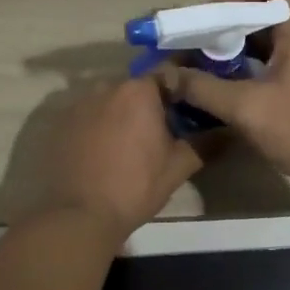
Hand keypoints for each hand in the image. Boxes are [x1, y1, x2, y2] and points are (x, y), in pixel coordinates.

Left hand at [34, 76, 200, 239]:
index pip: (168, 74)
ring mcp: (78, 103)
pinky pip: (87, 115)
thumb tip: (230, 131)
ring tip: (131, 143)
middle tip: (162, 129)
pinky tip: (103, 151)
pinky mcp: (59, 122)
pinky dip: (98, 126)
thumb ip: (206, 143)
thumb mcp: (178, 167)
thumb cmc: (135, 187)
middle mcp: (106, 86)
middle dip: (150, 103)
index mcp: (139, 90)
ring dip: (122, 113)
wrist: (78, 215)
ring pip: (110, 100)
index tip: (190, 107)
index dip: (181, 90)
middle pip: (136, 87)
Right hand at [164, 0, 289, 198]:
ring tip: (203, 59)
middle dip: (229, 20)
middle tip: (197, 36)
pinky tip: (224, 85)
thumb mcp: (247, 109)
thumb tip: (166, 77)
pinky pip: (272, 62)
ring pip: (267, 40)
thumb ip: (204, 89)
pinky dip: (247, 66)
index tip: (211, 9)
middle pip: (266, 12)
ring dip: (236, 45)